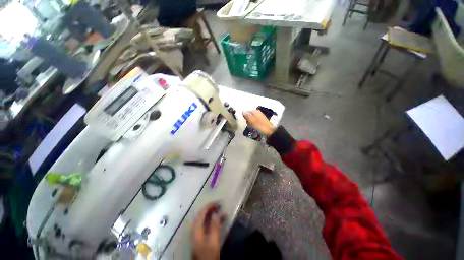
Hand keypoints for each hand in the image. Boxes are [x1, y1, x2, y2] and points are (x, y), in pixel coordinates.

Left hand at [192, 203, 224, 259]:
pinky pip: (206, 224)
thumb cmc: (208, 253)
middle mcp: (195, 228)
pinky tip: (219, 220)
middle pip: (202, 215)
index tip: (217, 203)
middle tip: (219, 206)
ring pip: (204, 219)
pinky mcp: (201, 236)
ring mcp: (197, 233)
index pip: (202, 213)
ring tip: (220, 211)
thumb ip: (214, 226)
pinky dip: (212, 220)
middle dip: (211, 209)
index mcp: (196, 228)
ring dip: (212, 214)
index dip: (209, 206)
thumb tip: (216, 213)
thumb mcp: (213, 240)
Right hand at [243, 110, 275, 137]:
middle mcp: (258, 112)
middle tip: (249, 124)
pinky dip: (253, 124)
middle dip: (248, 120)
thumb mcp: (252, 120)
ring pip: (252, 119)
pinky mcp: (261, 121)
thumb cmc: (260, 126)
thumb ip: (247, 115)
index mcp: (255, 111)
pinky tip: (254, 127)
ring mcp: (260, 116)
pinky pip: (255, 121)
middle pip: (249, 115)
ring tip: (251, 126)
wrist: (269, 131)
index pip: (247, 111)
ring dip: (250, 123)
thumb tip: (243, 111)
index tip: (245, 121)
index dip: (245, 116)